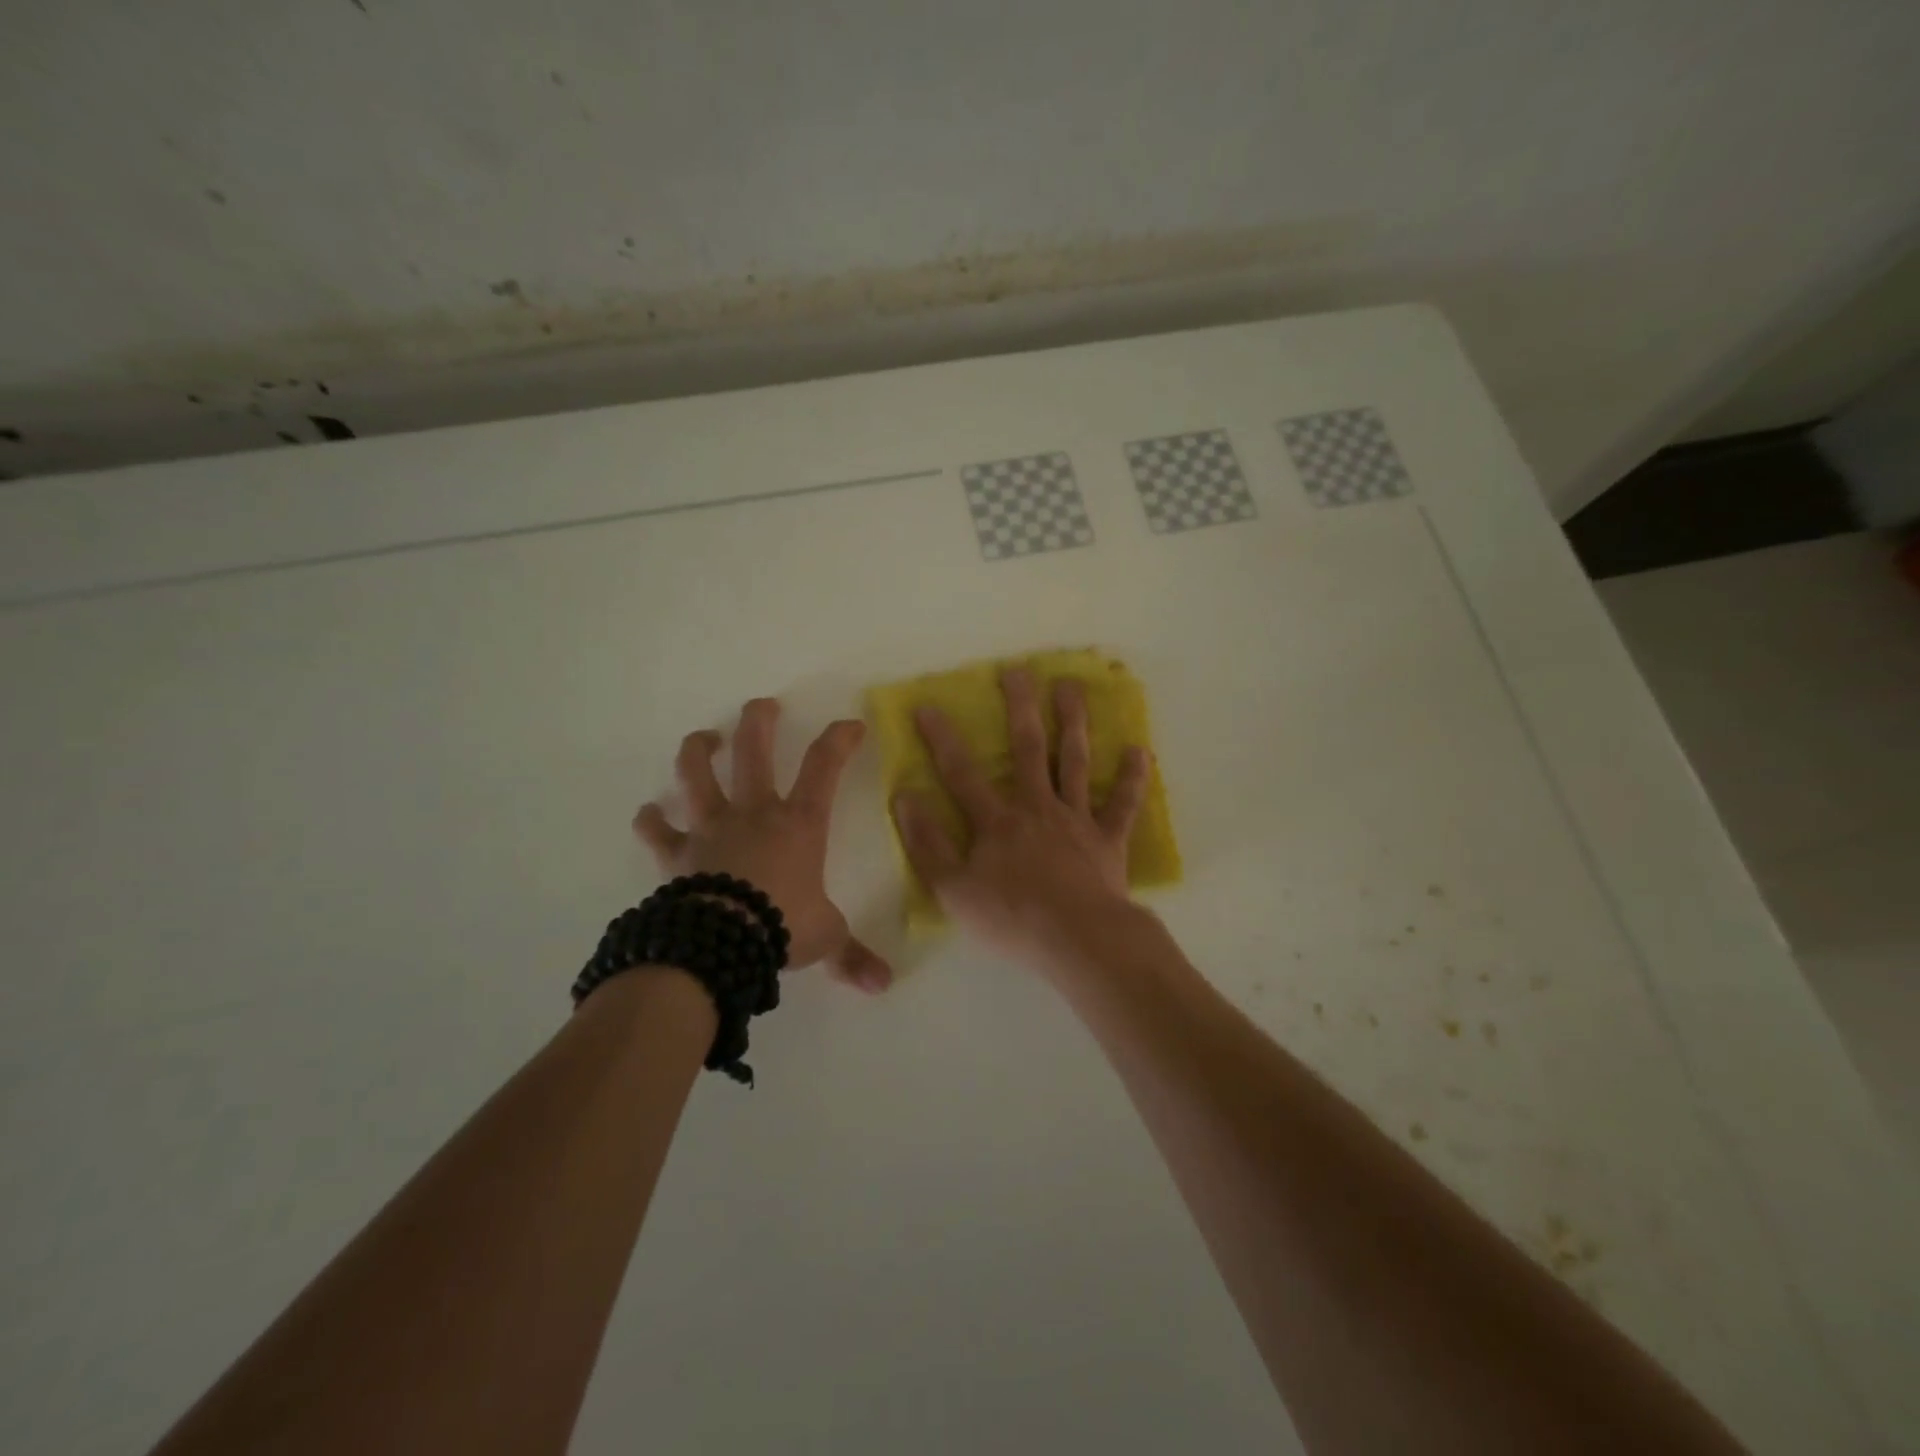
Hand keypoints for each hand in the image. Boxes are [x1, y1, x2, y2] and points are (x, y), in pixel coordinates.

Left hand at [634, 698, 892, 992]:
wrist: (722, 942)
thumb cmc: (782, 927)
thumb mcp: (826, 938)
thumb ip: (852, 956)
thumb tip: (883, 985)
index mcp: (798, 823)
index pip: (825, 766)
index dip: (840, 739)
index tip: (851, 725)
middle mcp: (754, 813)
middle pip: (755, 751)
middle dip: (759, 721)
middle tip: (763, 705)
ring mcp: (711, 828)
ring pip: (697, 774)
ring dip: (700, 751)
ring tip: (706, 739)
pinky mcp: (676, 853)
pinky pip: (657, 830)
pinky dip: (651, 820)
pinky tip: (649, 814)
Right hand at [891, 669, 1149, 969]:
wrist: (1078, 940)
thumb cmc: (1011, 918)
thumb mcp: (953, 889)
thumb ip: (927, 843)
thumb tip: (905, 797)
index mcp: (997, 821)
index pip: (962, 772)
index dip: (942, 739)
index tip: (928, 706)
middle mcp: (1038, 807)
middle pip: (1028, 748)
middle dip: (1020, 707)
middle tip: (1018, 670)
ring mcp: (1077, 820)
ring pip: (1075, 762)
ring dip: (1073, 722)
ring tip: (1072, 687)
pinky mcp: (1108, 840)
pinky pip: (1123, 805)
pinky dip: (1133, 778)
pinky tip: (1139, 750)